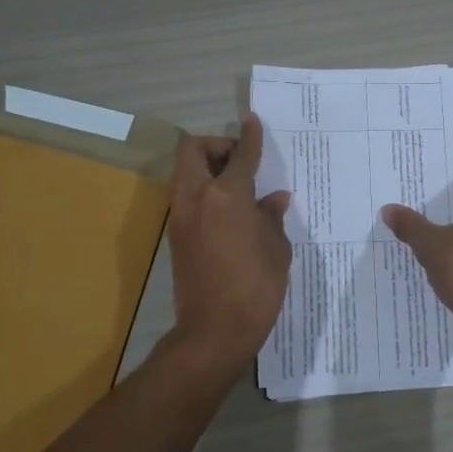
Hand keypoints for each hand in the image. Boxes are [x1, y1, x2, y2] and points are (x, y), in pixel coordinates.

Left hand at [167, 113, 292, 371]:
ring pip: (184, 173)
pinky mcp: (175, 237)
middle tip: (240, 160)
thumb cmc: (256, 287)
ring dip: (206, 168)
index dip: (249, 137)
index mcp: (226, 197)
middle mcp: (197, 199)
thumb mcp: (276, 249)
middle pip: (192, 150)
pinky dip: (203, 192)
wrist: (215, 330)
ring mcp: (181, 218)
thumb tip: (273, 199)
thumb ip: (272, 217)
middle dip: (216, 145)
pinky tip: (229, 212)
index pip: (240, 156)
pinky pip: (186, 198)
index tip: (253, 121)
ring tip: (237, 187)